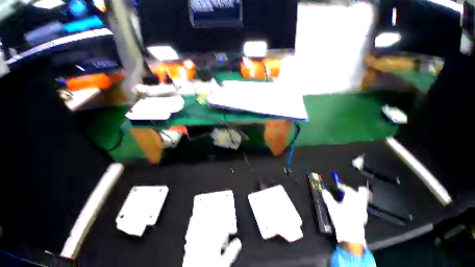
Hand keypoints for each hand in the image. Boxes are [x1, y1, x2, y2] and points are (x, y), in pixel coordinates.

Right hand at [322, 184, 368, 245]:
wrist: (351, 234)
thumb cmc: (341, 218)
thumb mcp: (332, 207)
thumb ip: (328, 198)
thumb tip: (324, 190)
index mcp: (351, 198)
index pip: (348, 189)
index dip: (343, 187)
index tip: (338, 186)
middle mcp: (358, 203)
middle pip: (360, 194)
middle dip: (356, 190)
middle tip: (352, 189)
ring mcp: (362, 210)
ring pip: (362, 201)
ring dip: (359, 197)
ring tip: (354, 197)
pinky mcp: (363, 217)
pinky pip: (363, 208)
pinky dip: (359, 205)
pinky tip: (355, 208)